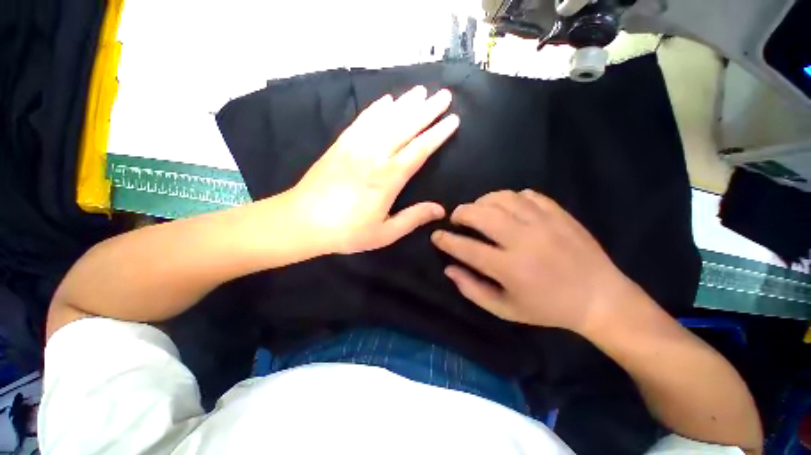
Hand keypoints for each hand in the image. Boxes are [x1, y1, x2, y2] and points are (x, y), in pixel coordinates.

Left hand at [290, 86, 459, 253]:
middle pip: (405, 127)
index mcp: (388, 178)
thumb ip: (413, 219)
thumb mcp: (384, 233)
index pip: (419, 150)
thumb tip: (440, 210)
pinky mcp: (341, 144)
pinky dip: (377, 109)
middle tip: (444, 95)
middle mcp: (374, 155)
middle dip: (427, 110)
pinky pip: (363, 120)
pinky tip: (387, 101)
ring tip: (421, 92)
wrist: (302, 222)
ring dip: (405, 104)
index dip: (437, 134)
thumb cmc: (346, 232)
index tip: (453, 120)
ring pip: (385, 119)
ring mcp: (355, 146)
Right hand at [431, 190, 635, 333]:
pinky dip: (509, 198)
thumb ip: (473, 290)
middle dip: (460, 213)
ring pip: (501, 198)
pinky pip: (526, 194)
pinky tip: (507, 209)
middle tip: (455, 219)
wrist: (600, 298)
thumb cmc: (548, 308)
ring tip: (479, 211)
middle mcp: (524, 240)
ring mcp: (544, 222)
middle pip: (481, 214)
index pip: (467, 248)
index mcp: (511, 268)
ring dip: (482, 202)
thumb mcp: (506, 309)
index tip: (436, 236)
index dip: (446, 240)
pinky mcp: (558, 213)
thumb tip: (449, 269)